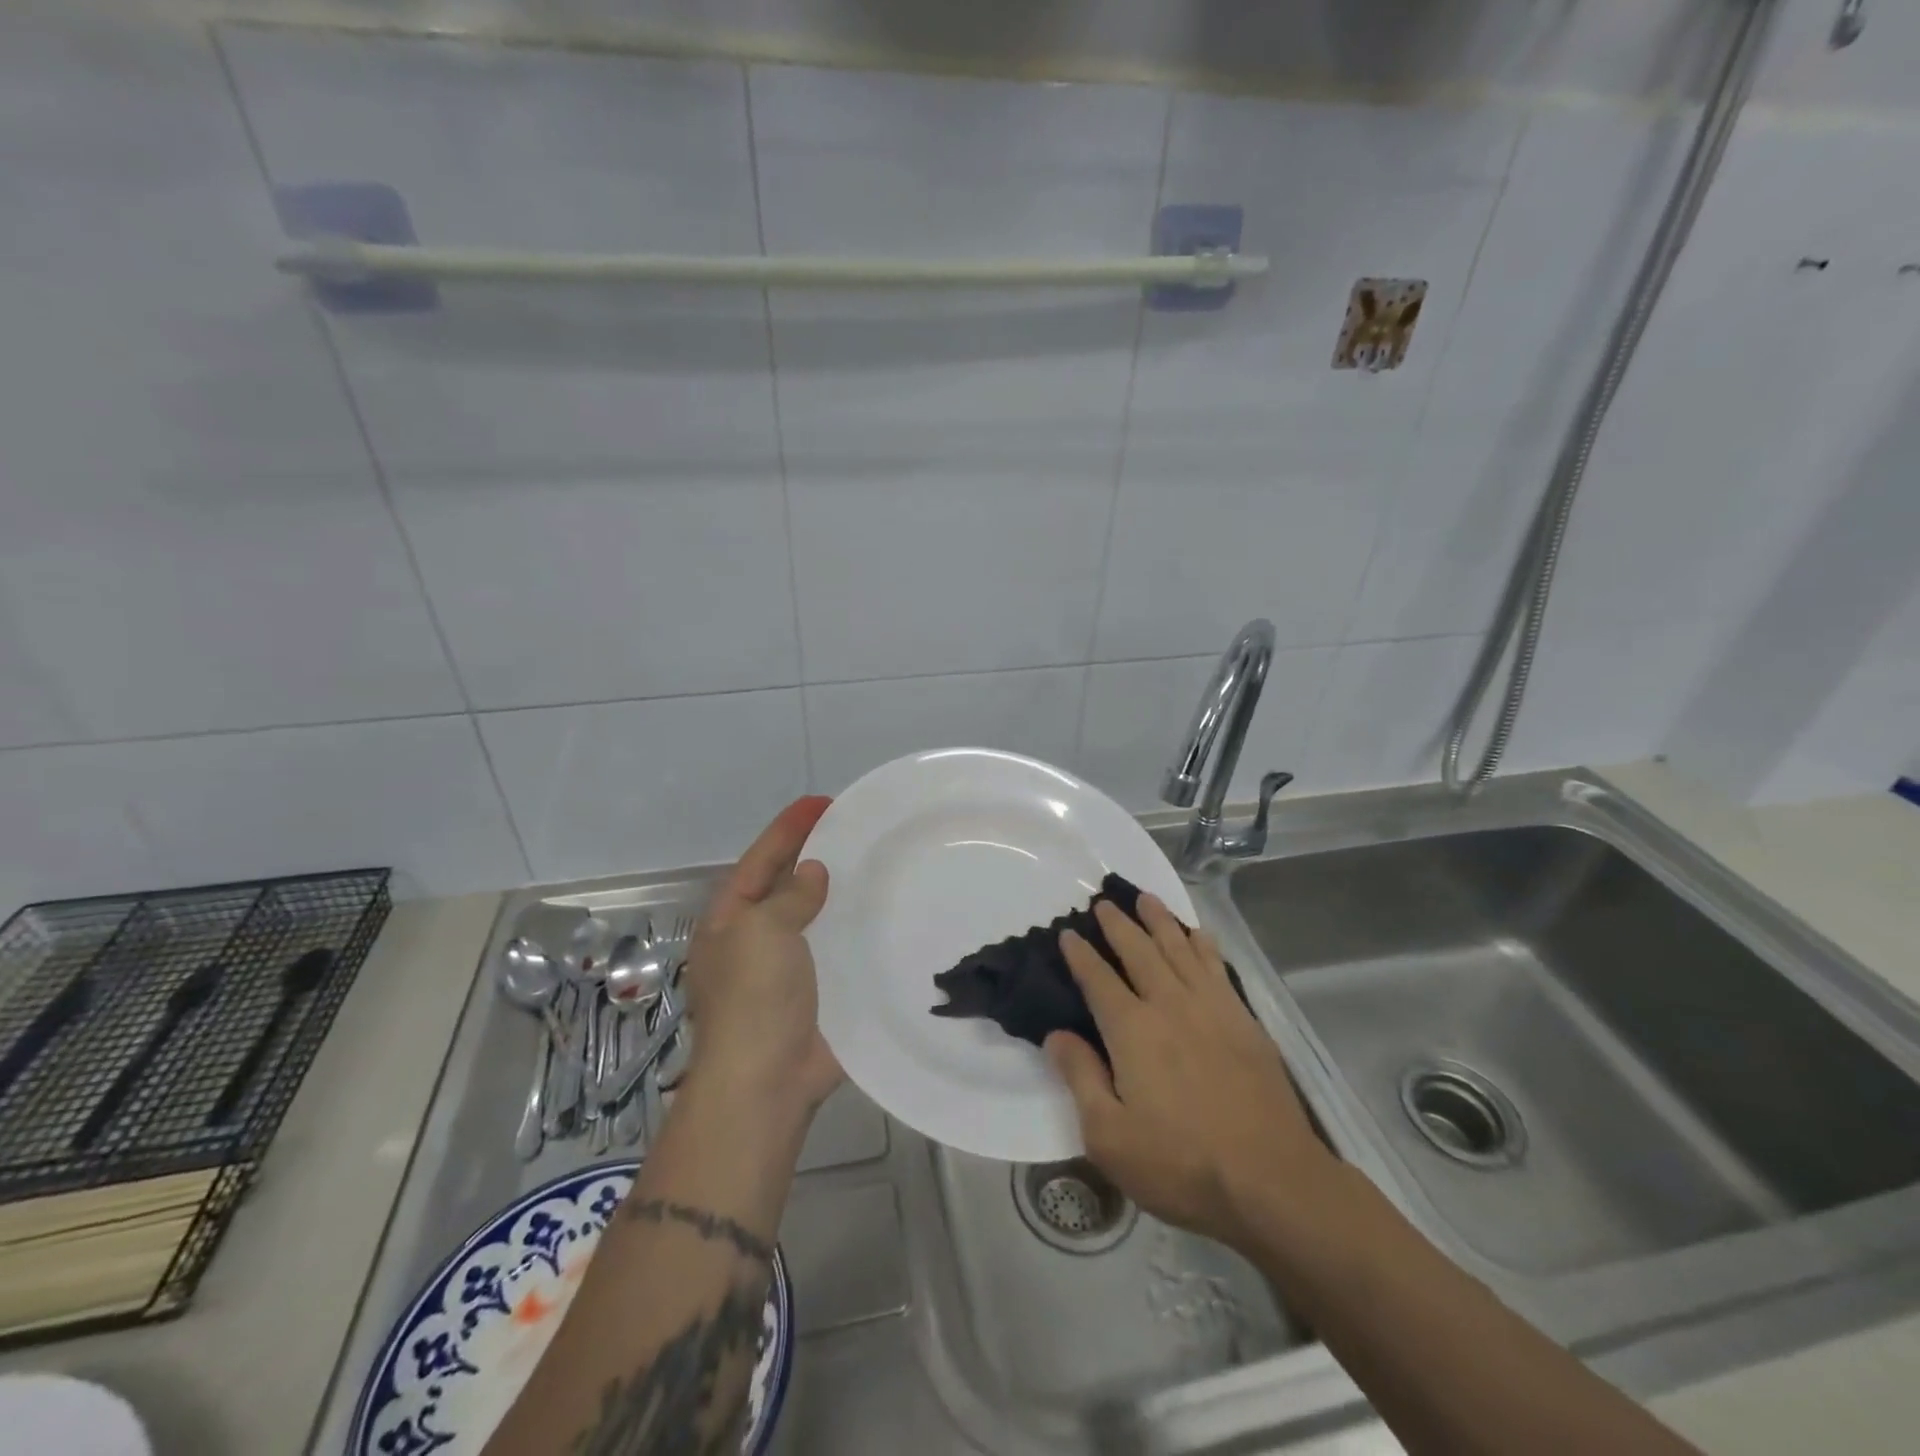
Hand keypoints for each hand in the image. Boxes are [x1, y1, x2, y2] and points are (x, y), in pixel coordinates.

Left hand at [682, 796, 842, 1116]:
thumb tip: (811, 873)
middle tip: (852, 830)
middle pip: (784, 884)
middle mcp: (754, 939)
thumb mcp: (763, 931)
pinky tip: (883, 918)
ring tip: (872, 866)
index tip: (822, 802)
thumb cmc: (755, 998)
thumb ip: (788, 896)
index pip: (760, 859)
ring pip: (813, 917)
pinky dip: (854, 931)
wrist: (766, 1081)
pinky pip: (835, 950)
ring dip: (836, 893)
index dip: (788, 828)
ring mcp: (785, 969)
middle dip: (812, 855)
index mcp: (731, 920)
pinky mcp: (816, 993)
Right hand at [1047, 895, 1336, 1250]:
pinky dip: (1203, 944)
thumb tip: (1056, 1034)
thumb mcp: (1109, 1135)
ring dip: (1160, 921)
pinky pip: (1217, 966)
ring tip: (1146, 899)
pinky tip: (1199, 935)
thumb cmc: (1181, 1162)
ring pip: (1180, 948)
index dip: (1079, 954)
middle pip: (1139, 951)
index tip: (1067, 933)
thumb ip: (1080, 1077)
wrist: (1271, 1180)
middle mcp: (1169, 1004)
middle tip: (1103, 902)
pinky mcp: (1244, 1020)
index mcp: (1131, 1029)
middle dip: (1118, 924)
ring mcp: (1211, 1008)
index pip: (1097, 979)